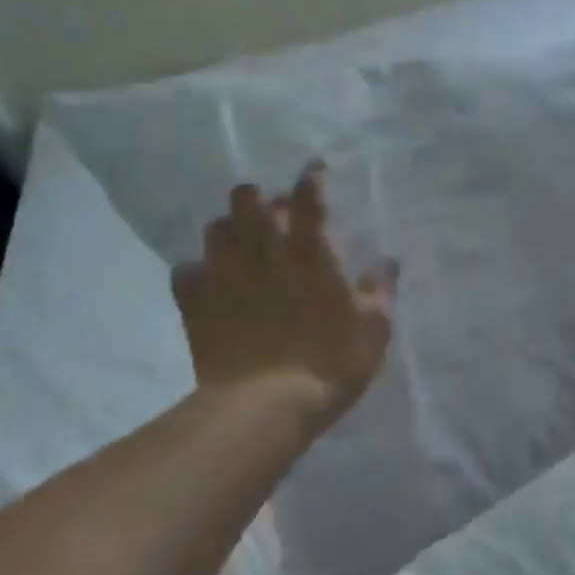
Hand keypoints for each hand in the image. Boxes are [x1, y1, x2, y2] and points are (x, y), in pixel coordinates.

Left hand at [171, 162, 396, 434]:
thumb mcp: (374, 329)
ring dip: (230, 227)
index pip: (308, 201)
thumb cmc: (330, 362)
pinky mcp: (196, 303)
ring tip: (240, 240)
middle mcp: (262, 253)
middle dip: (261, 198)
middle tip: (274, 213)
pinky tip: (208, 280)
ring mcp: (223, 275)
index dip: (311, 179)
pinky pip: (186, 270)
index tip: (314, 169)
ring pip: (216, 229)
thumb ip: (381, 290)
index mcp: (309, 254)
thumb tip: (389, 260)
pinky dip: (197, 270)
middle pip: (249, 201)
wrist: (266, 405)